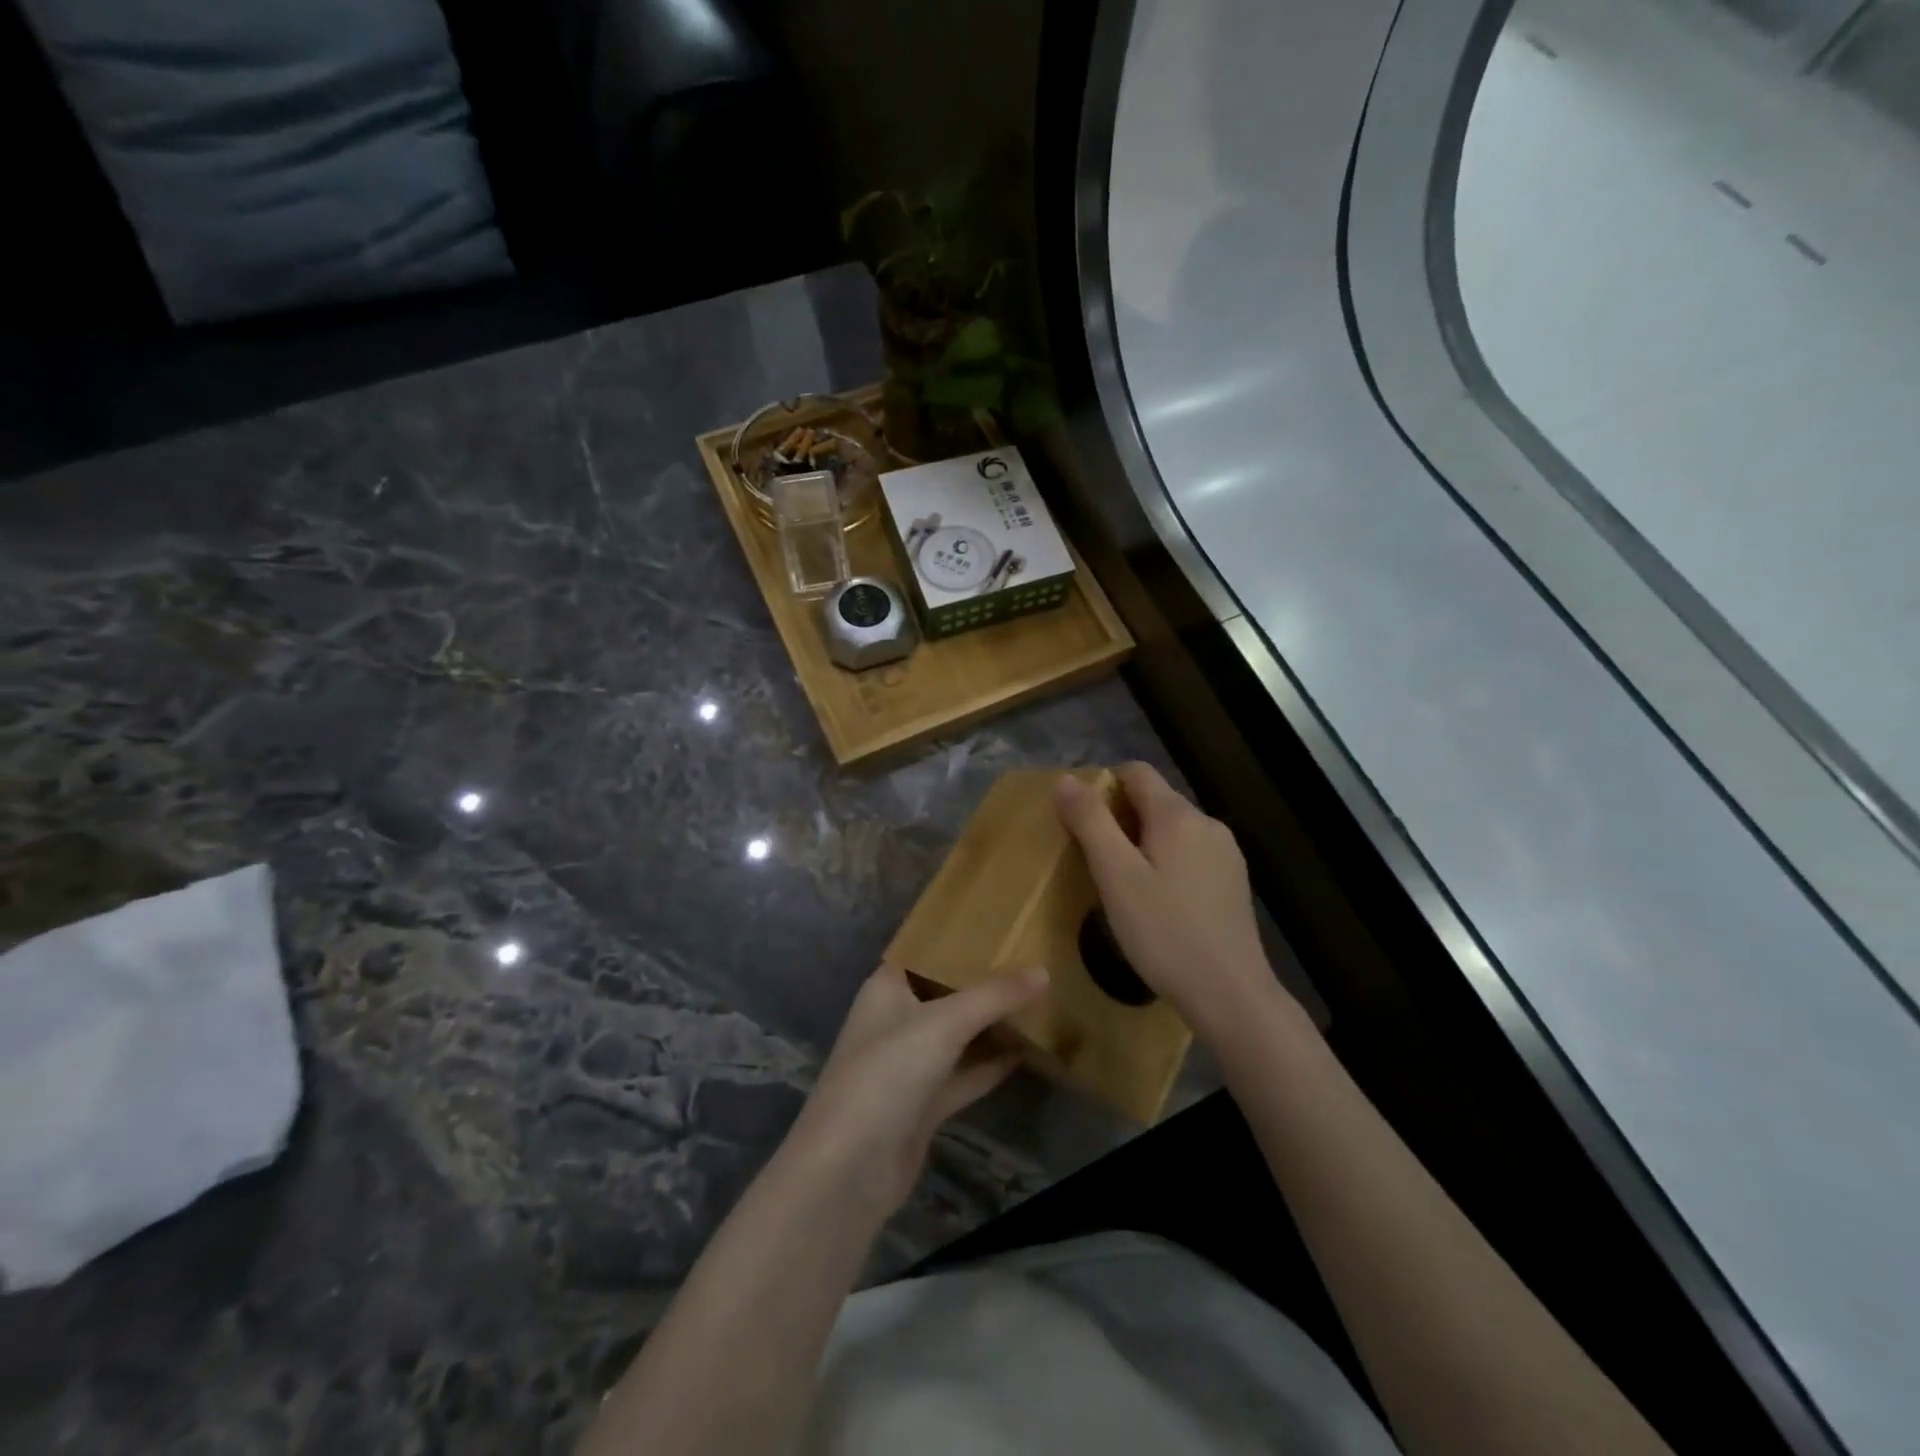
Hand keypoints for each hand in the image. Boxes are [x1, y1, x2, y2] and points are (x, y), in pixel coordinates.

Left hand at [787, 964, 1048, 1219]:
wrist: (850, 1169)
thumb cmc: (888, 1073)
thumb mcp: (943, 1023)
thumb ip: (994, 996)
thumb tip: (1043, 971)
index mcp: (887, 988)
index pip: (926, 951)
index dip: (959, 938)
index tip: (1002, 924)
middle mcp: (896, 1019)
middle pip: (945, 992)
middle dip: (983, 981)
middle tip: (1033, 960)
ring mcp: (908, 1064)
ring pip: (957, 1034)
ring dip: (991, 1024)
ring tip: (1039, 1001)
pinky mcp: (924, 1103)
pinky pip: (964, 1073)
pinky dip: (990, 1064)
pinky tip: (1026, 1052)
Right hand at [1058, 763, 1301, 1041]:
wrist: (1230, 994)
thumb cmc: (1164, 933)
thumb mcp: (1116, 876)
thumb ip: (1091, 822)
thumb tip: (1067, 780)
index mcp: (1177, 815)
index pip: (1136, 771)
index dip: (1103, 784)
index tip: (1080, 818)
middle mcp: (1207, 823)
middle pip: (1155, 800)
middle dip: (1120, 817)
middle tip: (1094, 858)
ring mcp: (1226, 853)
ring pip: (1173, 829)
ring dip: (1143, 841)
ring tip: (1122, 882)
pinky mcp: (1233, 881)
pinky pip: (1190, 854)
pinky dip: (1167, 862)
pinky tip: (1158, 901)